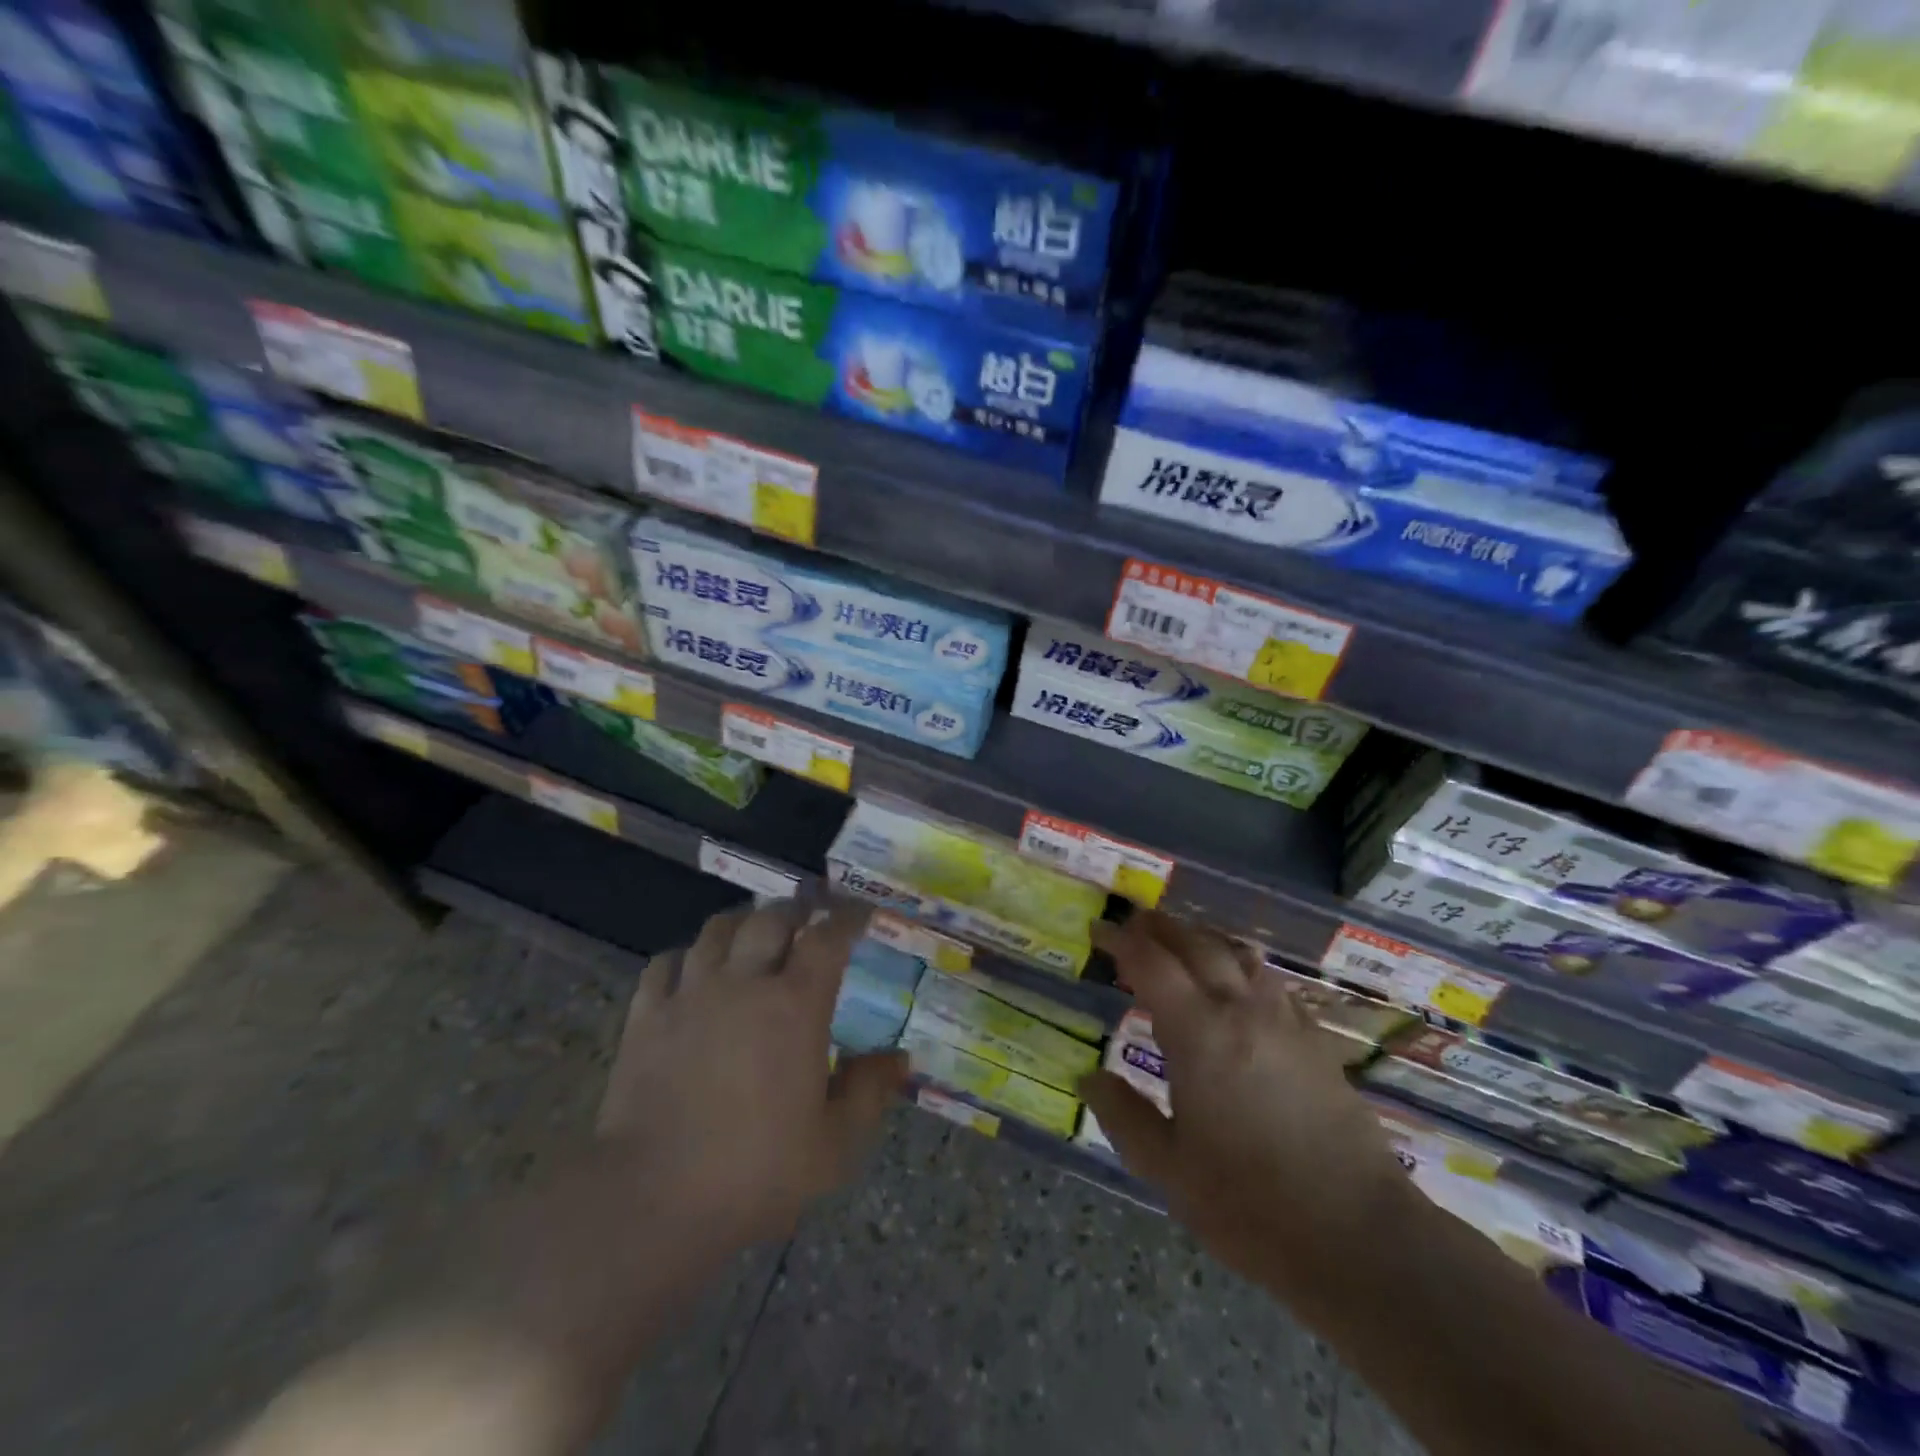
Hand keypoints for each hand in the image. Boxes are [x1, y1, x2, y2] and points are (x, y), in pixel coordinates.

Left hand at [599, 900, 907, 1248]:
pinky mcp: (646, 1016)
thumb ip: (870, 1092)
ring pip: (718, 929)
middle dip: (797, 909)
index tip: (862, 913)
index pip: (828, 937)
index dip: (848, 917)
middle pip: (771, 918)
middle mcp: (743, 983)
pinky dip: (687, 955)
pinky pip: (666, 963)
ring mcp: (690, 994)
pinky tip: (694, 969)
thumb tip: (899, 1058)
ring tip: (755, 931)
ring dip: (744, 922)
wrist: (652, 1201)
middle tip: (810, 915)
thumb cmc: (755, 1172)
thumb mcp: (835, 1145)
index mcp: (795, 1005)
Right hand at [1084, 913, 1411, 1304]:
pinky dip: (1241, 967)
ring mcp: (1285, 1021)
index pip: (1150, 962)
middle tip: (1134, 926)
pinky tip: (1238, 987)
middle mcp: (1241, 1009)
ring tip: (1181, 945)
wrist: (1360, 1237)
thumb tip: (1090, 1077)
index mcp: (1198, 1032)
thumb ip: (1124, 1116)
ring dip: (1203, 940)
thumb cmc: (1250, 1204)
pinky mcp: (1315, 1041)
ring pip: (1239, 954)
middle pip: (1196, 944)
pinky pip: (1271, 982)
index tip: (1099, 931)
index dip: (1121, 940)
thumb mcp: (1168, 1169)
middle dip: (1160, 927)